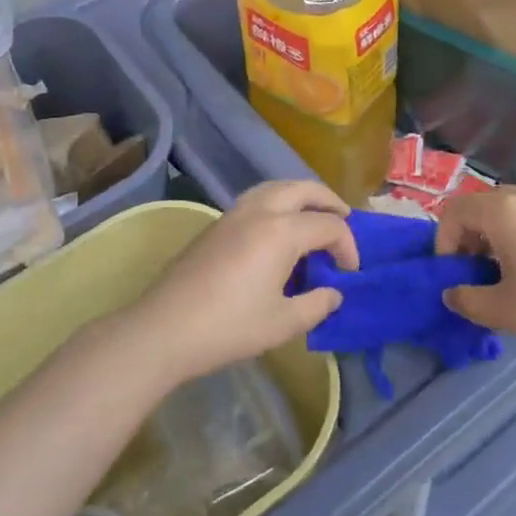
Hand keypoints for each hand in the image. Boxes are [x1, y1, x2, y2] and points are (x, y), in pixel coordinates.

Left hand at [131, 181, 354, 382]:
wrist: (165, 328)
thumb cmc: (229, 327)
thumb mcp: (283, 323)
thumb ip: (316, 305)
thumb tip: (333, 293)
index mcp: (282, 231)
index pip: (329, 226)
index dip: (347, 247)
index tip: (350, 273)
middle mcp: (260, 210)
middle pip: (304, 189)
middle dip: (329, 201)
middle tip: (344, 220)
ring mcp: (234, 213)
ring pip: (277, 187)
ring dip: (301, 196)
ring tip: (314, 216)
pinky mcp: (216, 224)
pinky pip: (257, 198)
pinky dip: (278, 202)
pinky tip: (279, 229)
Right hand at [434, 187, 515, 368]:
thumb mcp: (504, 312)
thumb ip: (467, 299)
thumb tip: (451, 292)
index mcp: (505, 212)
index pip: (455, 210)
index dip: (444, 241)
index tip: (455, 274)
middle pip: (484, 204)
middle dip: (471, 235)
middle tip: (478, 271)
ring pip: (515, 208)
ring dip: (500, 234)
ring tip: (512, 272)